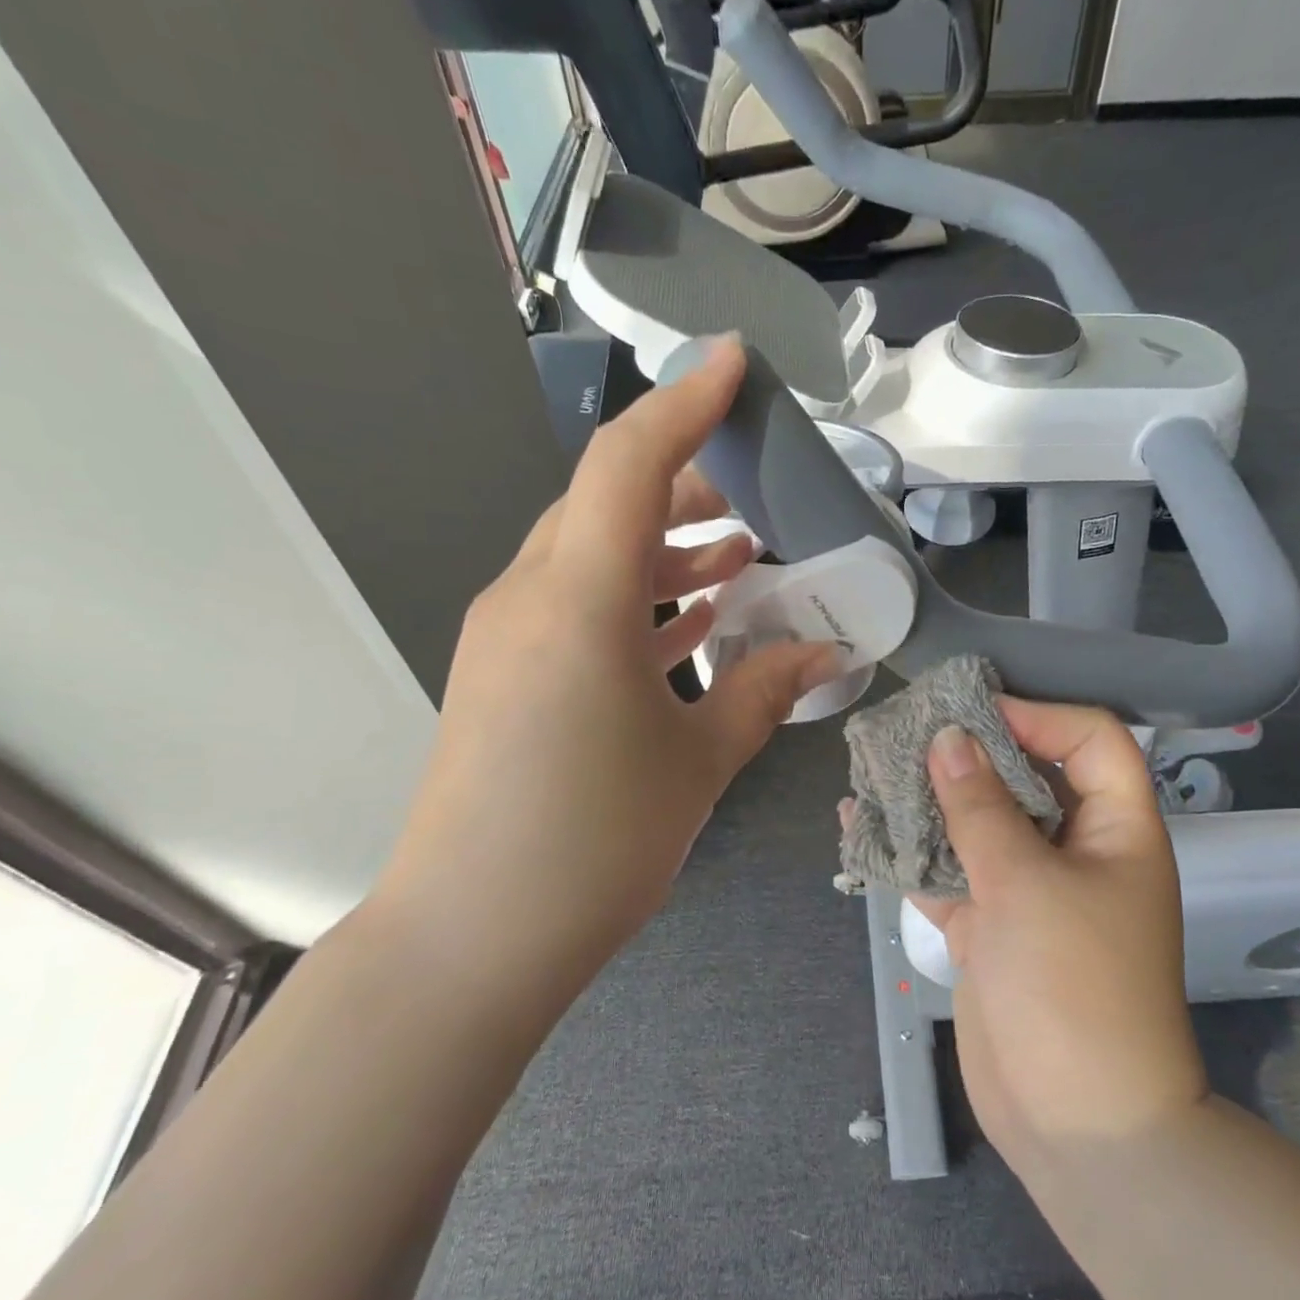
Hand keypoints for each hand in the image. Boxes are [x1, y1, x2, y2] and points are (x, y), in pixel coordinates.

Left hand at [374, 340, 837, 1003]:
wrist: (473, 936)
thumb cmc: (595, 842)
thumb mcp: (699, 761)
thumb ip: (766, 691)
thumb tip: (826, 652)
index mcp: (578, 598)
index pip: (630, 463)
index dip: (685, 403)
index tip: (735, 363)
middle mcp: (530, 596)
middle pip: (607, 502)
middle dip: (686, 484)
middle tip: (758, 491)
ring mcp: (509, 637)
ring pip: (592, 555)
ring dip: (665, 546)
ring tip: (740, 552)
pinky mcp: (506, 676)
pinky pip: (577, 607)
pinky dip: (636, 598)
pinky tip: (691, 618)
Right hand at [910, 701, 1207, 1168]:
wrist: (1075, 1120)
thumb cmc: (1071, 985)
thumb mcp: (1025, 882)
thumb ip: (980, 807)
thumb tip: (948, 738)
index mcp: (1116, 829)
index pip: (1090, 741)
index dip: (1037, 717)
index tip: (971, 713)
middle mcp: (1076, 851)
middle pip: (1026, 778)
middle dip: (970, 754)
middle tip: (910, 730)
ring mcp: (1029, 891)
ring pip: (980, 825)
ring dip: (933, 799)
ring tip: (876, 766)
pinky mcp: (991, 927)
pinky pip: (950, 873)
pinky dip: (913, 852)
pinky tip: (864, 826)